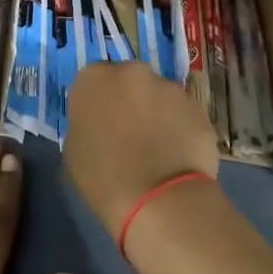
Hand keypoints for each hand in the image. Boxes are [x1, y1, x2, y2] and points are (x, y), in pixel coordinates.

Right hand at [65, 62, 219, 238]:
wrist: (158, 200)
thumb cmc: (103, 178)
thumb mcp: (74, 148)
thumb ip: (86, 123)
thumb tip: (101, 124)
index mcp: (94, 79)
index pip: (93, 81)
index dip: (99, 103)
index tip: (101, 124)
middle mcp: (132, 73)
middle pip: (129, 81)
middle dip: (129, 101)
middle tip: (129, 134)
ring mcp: (169, 88)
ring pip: (159, 96)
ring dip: (157, 114)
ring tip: (158, 150)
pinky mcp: (198, 108)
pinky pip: (183, 116)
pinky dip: (180, 130)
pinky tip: (177, 157)